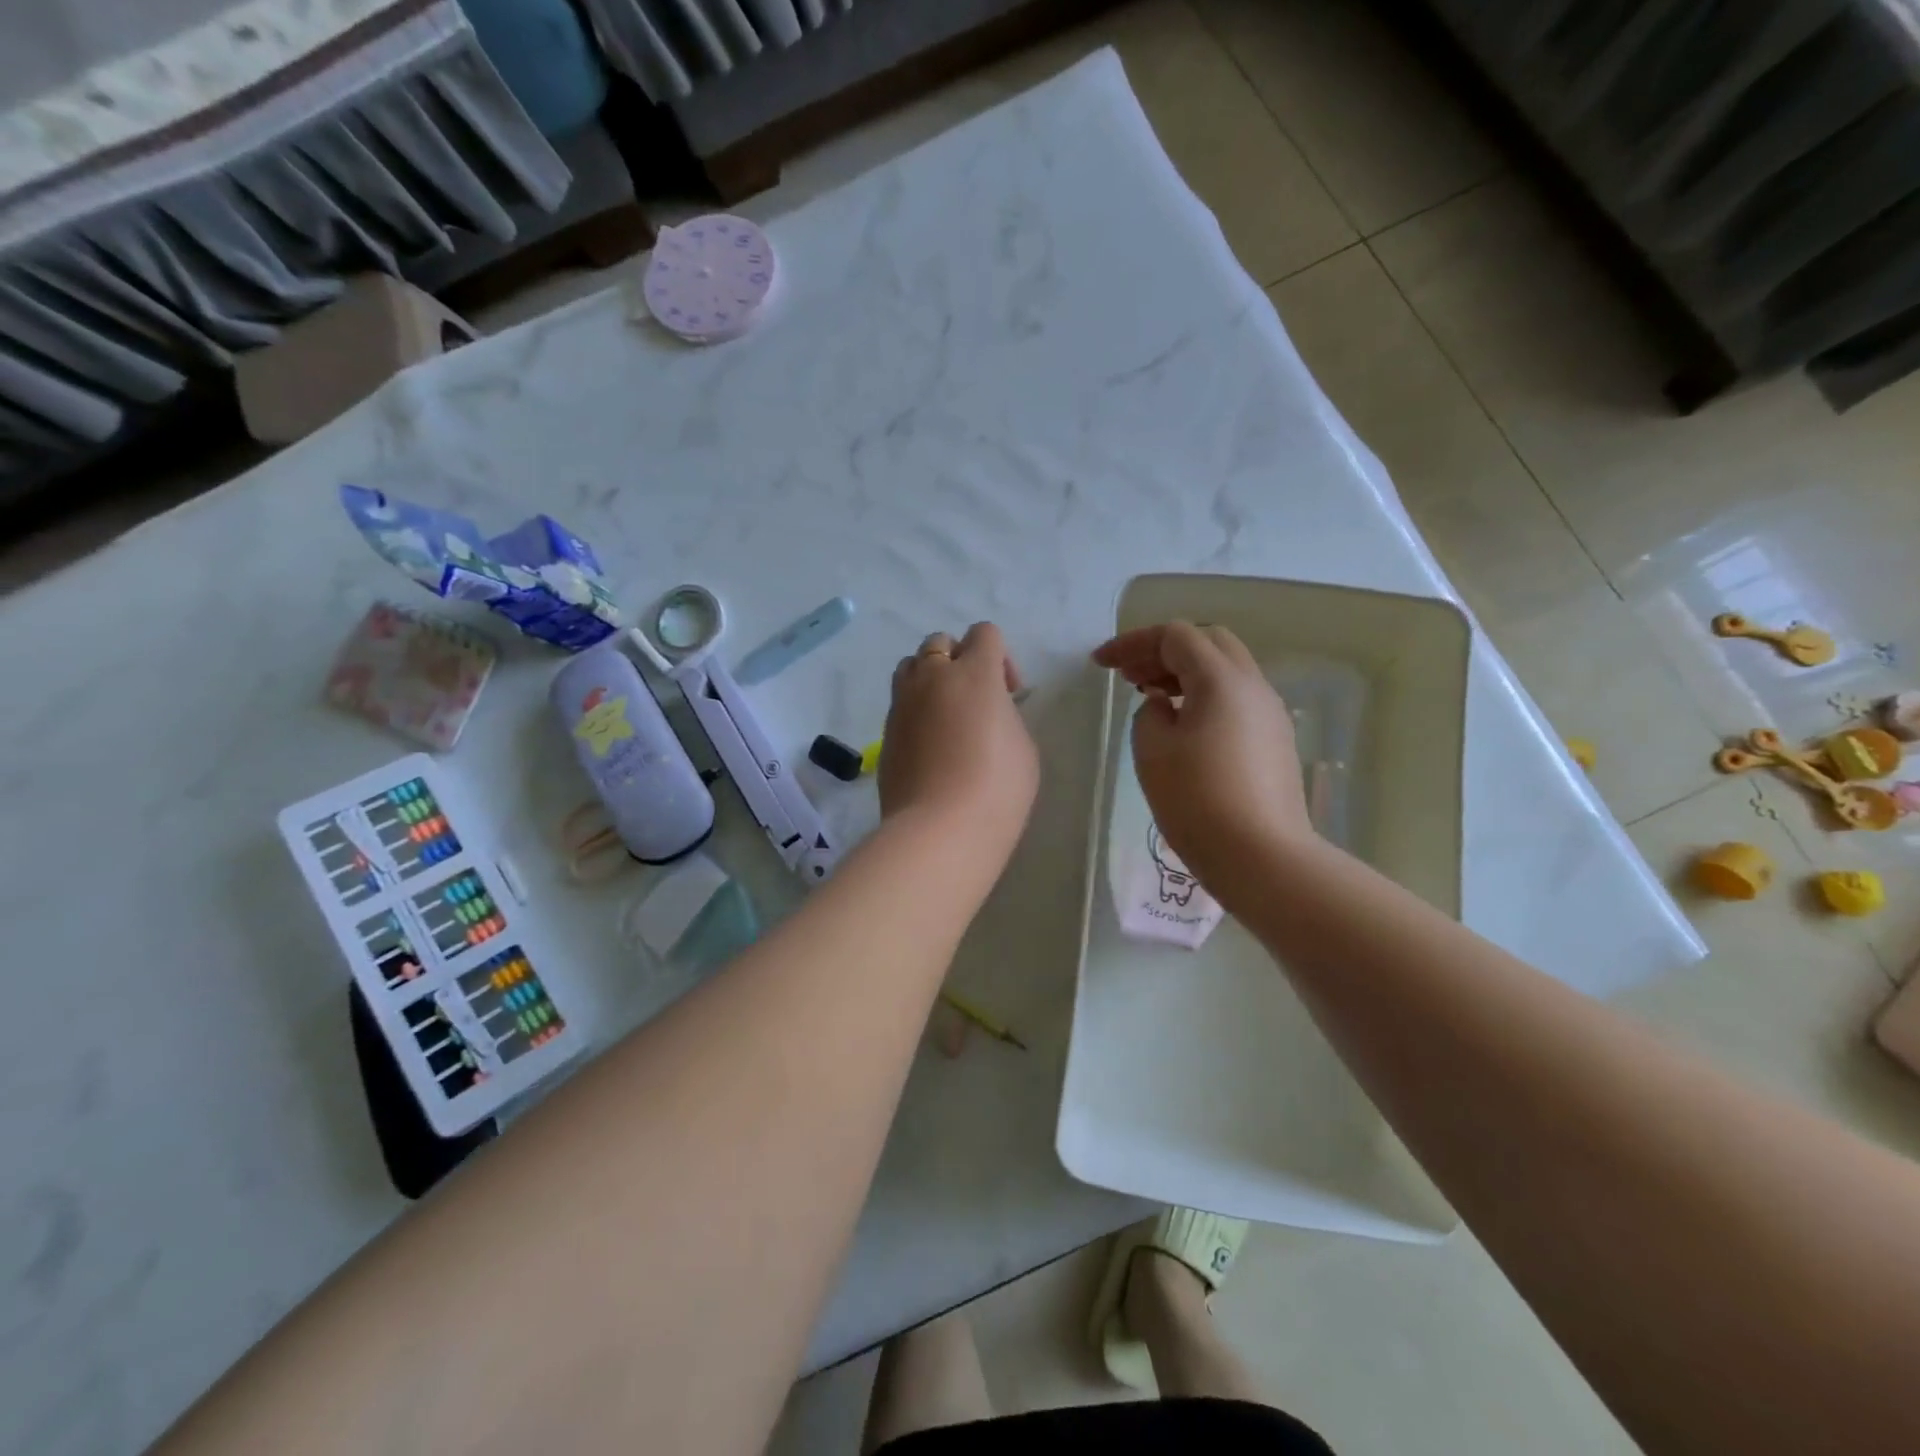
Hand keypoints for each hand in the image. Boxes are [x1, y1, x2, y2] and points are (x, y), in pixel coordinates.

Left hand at [881, 623, 1039, 864]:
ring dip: (930, 678)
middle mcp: (932, 677)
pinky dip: (915, 710)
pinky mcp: (885, 732)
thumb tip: (987, 712)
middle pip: (940, 642)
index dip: (1000, 657)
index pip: (984, 633)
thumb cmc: (997, 788)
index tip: (1009, 694)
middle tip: (976, 700)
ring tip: (946, 715)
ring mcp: (902, 703)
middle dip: (960, 660)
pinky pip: (900, 703)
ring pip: (911, 666)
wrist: (940, 829)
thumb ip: (1005, 714)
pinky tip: (930, 744)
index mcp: (974, 672)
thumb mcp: (1022, 746)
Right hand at [1091, 621, 1311, 896]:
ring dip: (1185, 673)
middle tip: (1129, 677)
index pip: (1175, 636)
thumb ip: (1149, 713)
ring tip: (1151, 698)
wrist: (1262, 857)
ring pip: (1226, 670)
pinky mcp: (1276, 740)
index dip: (1132, 643)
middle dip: (1163, 652)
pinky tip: (1184, 726)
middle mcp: (1253, 686)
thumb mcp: (1152, 750)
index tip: (1100, 664)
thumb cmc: (1197, 800)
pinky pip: (1237, 699)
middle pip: (1207, 643)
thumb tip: (1162, 704)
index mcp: (1221, 679)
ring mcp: (1271, 713)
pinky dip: (1205, 696)